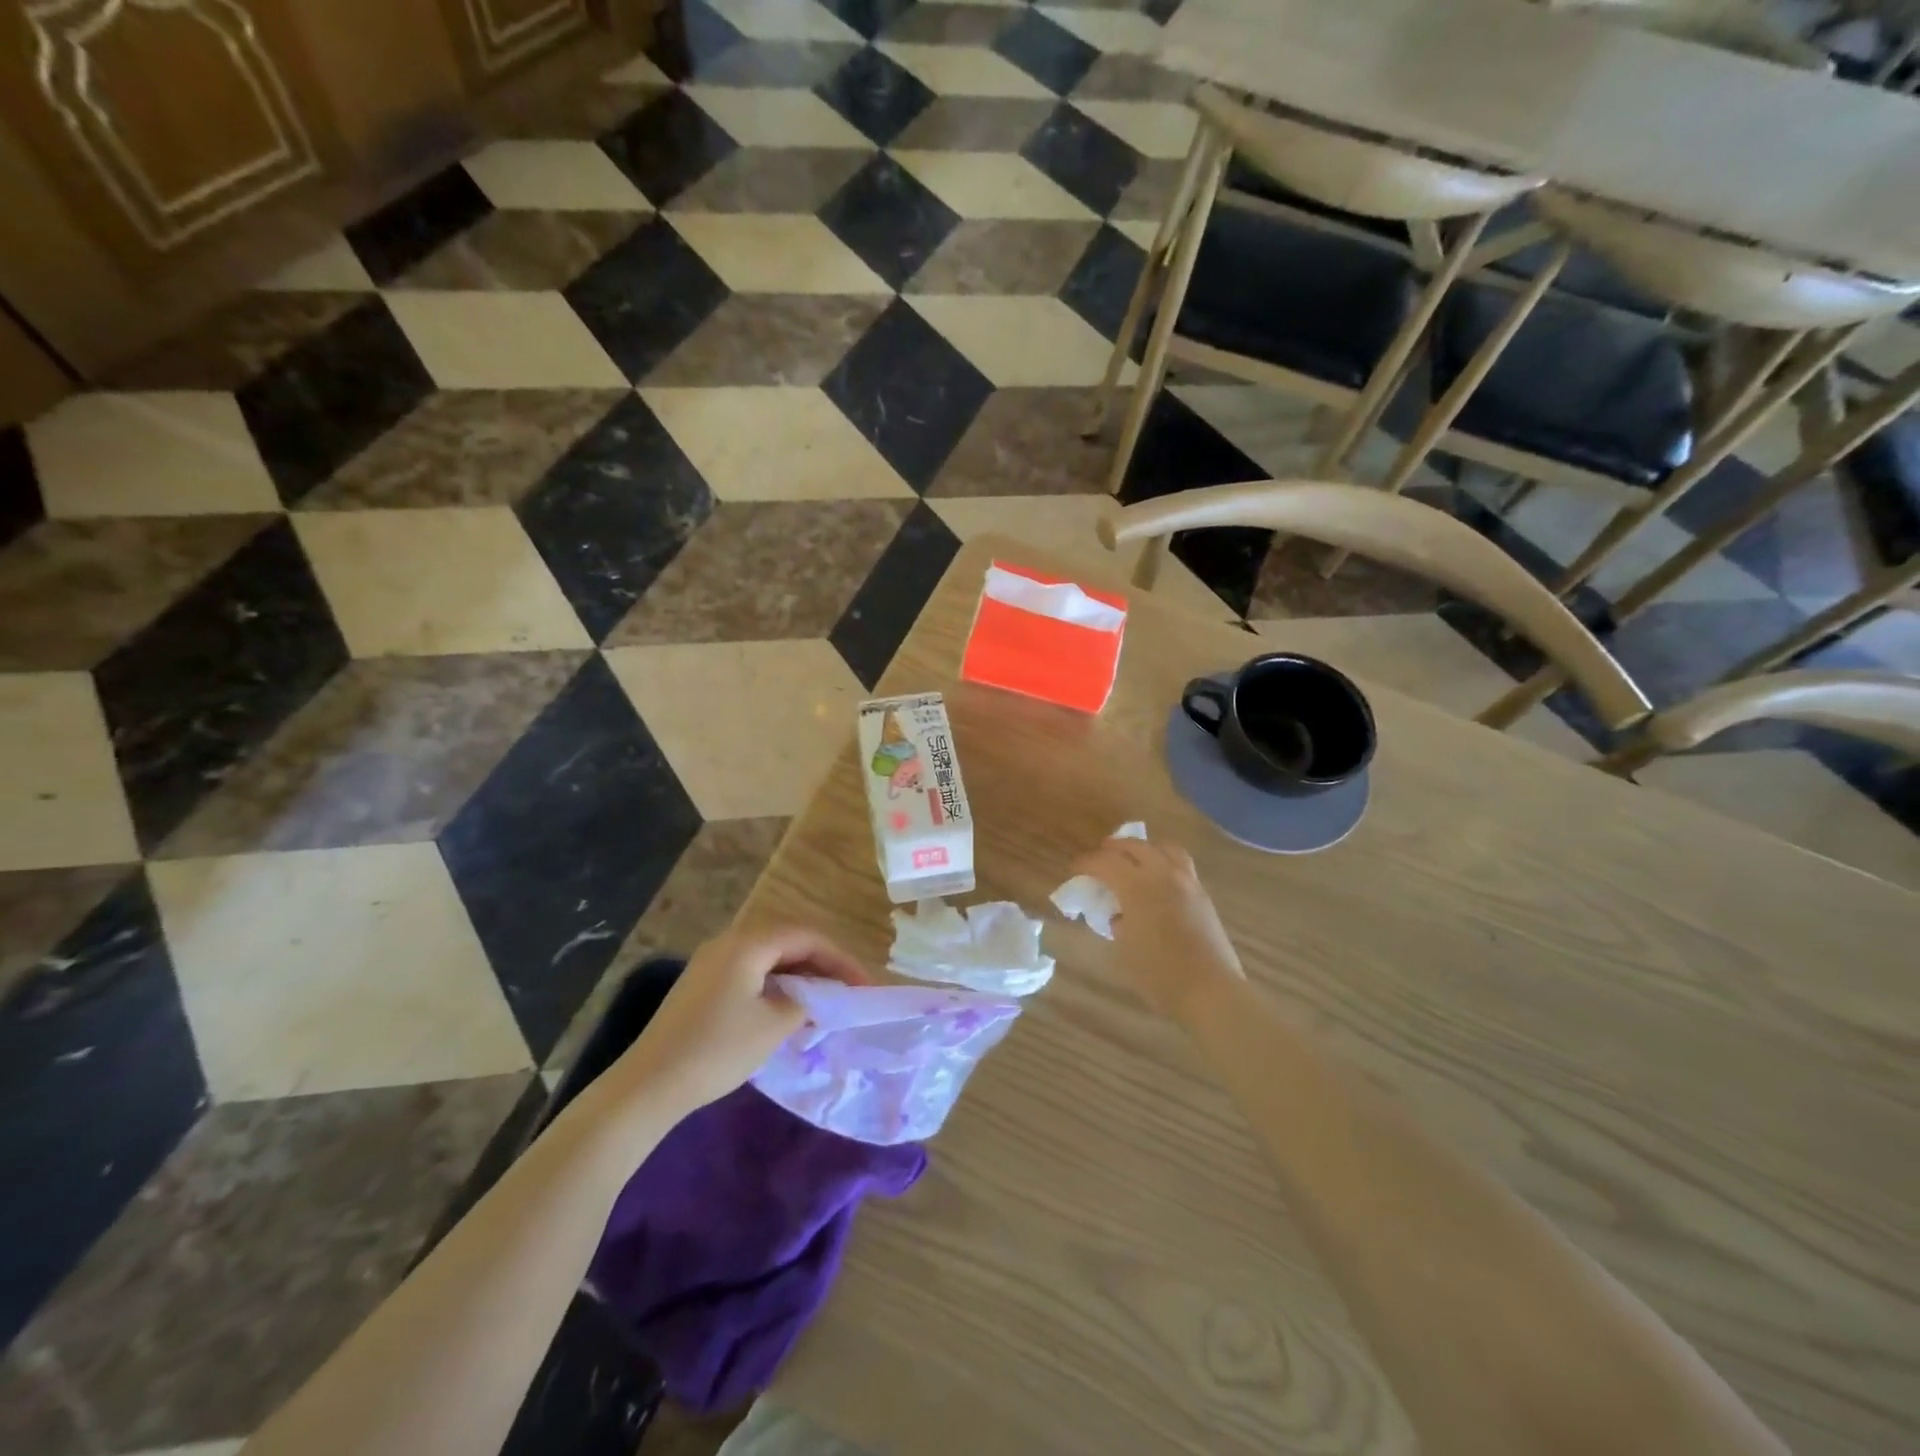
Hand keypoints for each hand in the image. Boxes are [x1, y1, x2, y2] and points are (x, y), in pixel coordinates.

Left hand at [608, 926, 868, 1117]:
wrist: (648, 1085)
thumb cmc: (717, 1049)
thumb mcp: (773, 1026)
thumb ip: (804, 1003)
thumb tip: (812, 999)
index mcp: (748, 943)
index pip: (807, 937)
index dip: (840, 959)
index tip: (862, 986)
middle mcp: (729, 942)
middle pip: (787, 941)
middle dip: (821, 964)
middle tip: (846, 991)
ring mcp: (711, 963)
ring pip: (769, 957)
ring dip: (799, 975)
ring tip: (823, 1001)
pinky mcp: (702, 985)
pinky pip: (751, 972)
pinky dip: (776, 984)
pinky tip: (787, 1010)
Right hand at [1070, 836, 1243, 1024]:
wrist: (1210, 990)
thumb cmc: (1159, 974)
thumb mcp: (1124, 948)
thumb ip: (1116, 922)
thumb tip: (1118, 914)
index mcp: (1137, 887)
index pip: (1105, 862)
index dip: (1086, 863)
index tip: (1075, 869)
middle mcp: (1163, 875)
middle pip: (1135, 846)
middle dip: (1113, 848)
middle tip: (1100, 858)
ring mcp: (1187, 882)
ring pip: (1163, 848)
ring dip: (1143, 849)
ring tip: (1133, 860)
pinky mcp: (1203, 894)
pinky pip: (1180, 864)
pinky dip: (1163, 861)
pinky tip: (1157, 880)